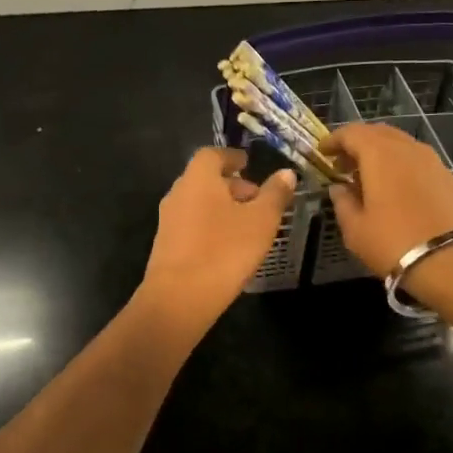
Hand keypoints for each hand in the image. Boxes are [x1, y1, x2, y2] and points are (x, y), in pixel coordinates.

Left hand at [141, 148, 296, 330]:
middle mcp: (178, 193)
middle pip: (204, 179)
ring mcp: (168, 221)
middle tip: (256, 197)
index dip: (231, 157)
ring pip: (198, 203)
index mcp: (198, 178)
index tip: (248, 163)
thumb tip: (286, 173)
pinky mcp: (165, 246)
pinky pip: (191, 225)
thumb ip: (275, 194)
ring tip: (247, 224)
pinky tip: (228, 246)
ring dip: (221, 206)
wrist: (179, 298)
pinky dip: (210, 225)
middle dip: (231, 184)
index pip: (212, 155)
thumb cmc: (224, 250)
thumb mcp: (261, 221)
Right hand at [325, 123, 452, 292]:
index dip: (334, 140)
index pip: (351, 133)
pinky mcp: (450, 177)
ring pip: (400, 146)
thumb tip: (339, 188)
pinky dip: (400, 167)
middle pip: (378, 134)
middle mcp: (407, 148)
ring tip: (368, 179)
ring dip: (380, 155)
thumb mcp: (356, 230)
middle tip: (343, 165)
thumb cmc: (396, 243)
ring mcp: (433, 161)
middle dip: (357, 144)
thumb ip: (343, 203)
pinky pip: (416, 161)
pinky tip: (395, 190)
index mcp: (380, 153)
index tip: (323, 152)